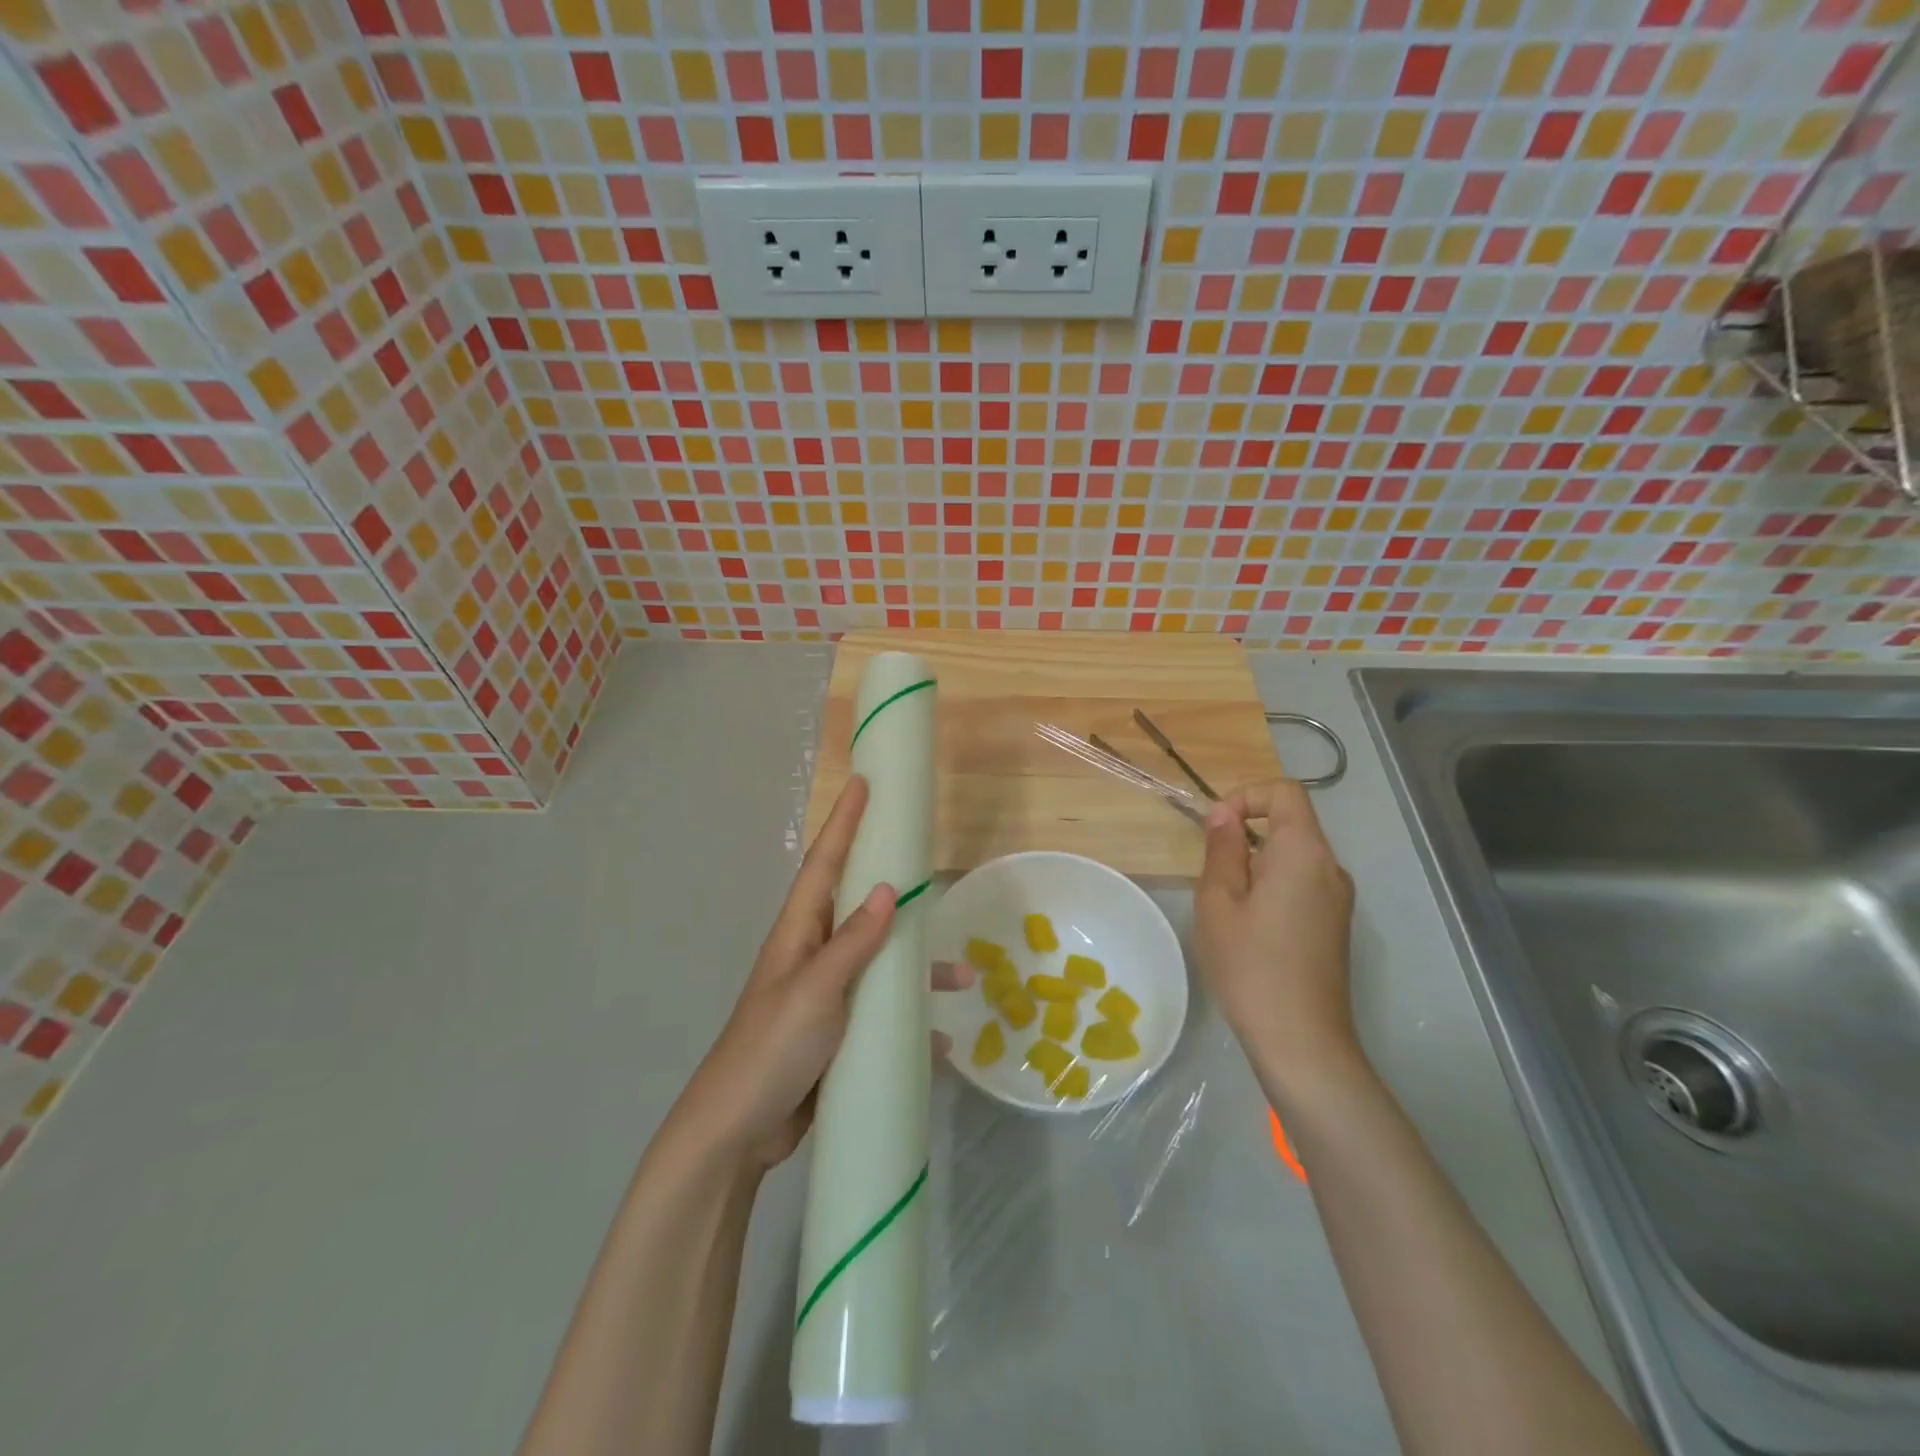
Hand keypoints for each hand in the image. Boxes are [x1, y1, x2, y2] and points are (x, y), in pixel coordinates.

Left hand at [676, 775, 970, 1170]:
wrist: (738, 1133)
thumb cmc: (771, 1049)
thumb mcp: (815, 991)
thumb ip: (852, 942)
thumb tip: (890, 889)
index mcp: (798, 934)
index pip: (824, 864)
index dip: (843, 823)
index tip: (862, 784)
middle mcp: (812, 955)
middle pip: (858, 906)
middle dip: (893, 887)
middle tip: (928, 866)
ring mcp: (825, 995)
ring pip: (879, 962)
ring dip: (917, 966)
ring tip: (962, 976)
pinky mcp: (837, 1032)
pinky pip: (881, 1010)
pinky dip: (908, 1017)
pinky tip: (938, 1035)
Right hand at [1195, 779, 1361, 1103]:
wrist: (1302, 1041)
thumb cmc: (1250, 965)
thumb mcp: (1218, 902)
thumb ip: (1222, 849)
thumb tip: (1224, 814)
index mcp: (1304, 853)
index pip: (1286, 792)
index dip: (1247, 796)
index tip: (1216, 828)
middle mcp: (1331, 868)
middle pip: (1292, 823)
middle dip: (1247, 834)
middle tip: (1213, 874)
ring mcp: (1339, 900)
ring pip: (1295, 857)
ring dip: (1257, 863)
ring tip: (1227, 906)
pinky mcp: (1336, 926)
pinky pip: (1303, 884)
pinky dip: (1273, 886)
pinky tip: (1250, 927)